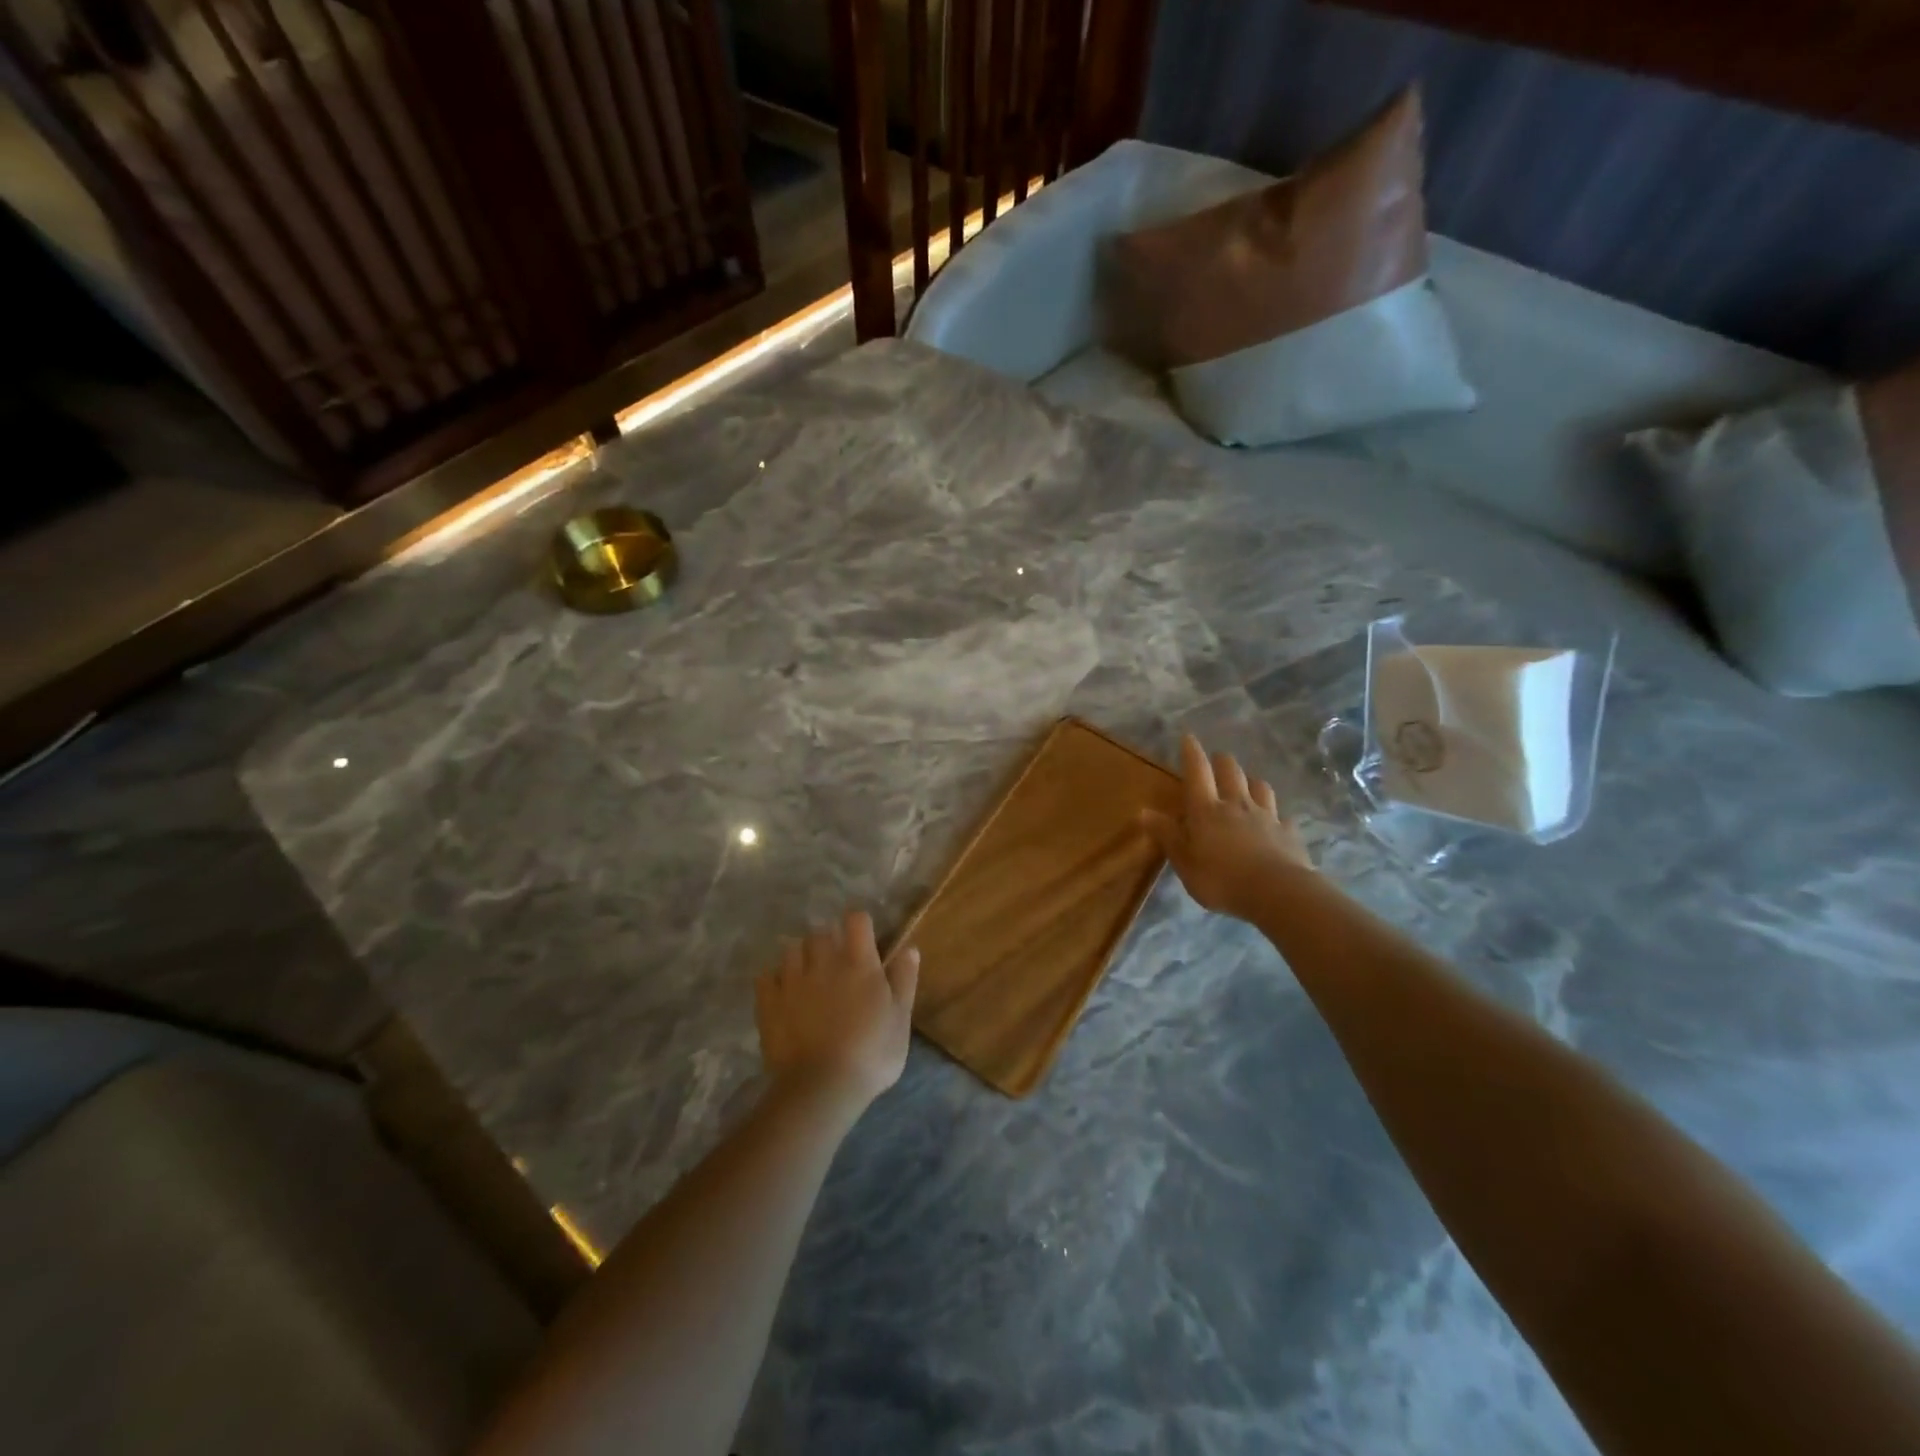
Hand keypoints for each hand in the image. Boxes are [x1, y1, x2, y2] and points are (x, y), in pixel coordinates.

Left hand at [756, 911, 918, 1117]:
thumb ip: (904, 980)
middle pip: (821, 932)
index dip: (859, 923)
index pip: (856, 920)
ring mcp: (792, 980)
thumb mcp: (900, 1019)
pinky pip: (766, 976)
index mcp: (859, 963)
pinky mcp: (769, 1002)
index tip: (863, 937)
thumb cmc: (870, 1053)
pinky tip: (781, 991)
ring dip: (800, 956)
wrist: (821, 1087)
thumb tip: (910, 948)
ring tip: (807, 974)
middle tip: (835, 961)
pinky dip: (774, 978)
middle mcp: (824, 962)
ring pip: (792, 949)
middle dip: (828, 940)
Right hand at [1143, 734, 1313, 922]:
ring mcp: (1266, 816)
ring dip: (1251, 782)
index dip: (1191, 753)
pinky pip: (1282, 816)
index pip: (1197, 772)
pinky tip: (1276, 822)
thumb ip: (1167, 835)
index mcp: (1207, 810)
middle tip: (1217, 760)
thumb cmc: (1221, 878)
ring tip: (1247, 785)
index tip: (1188, 737)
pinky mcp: (1288, 833)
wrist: (1277, 892)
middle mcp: (1237, 804)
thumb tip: (1143, 811)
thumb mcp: (1184, 862)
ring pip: (1260, 787)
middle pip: (1231, 771)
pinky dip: (1276, 815)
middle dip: (1222, 761)